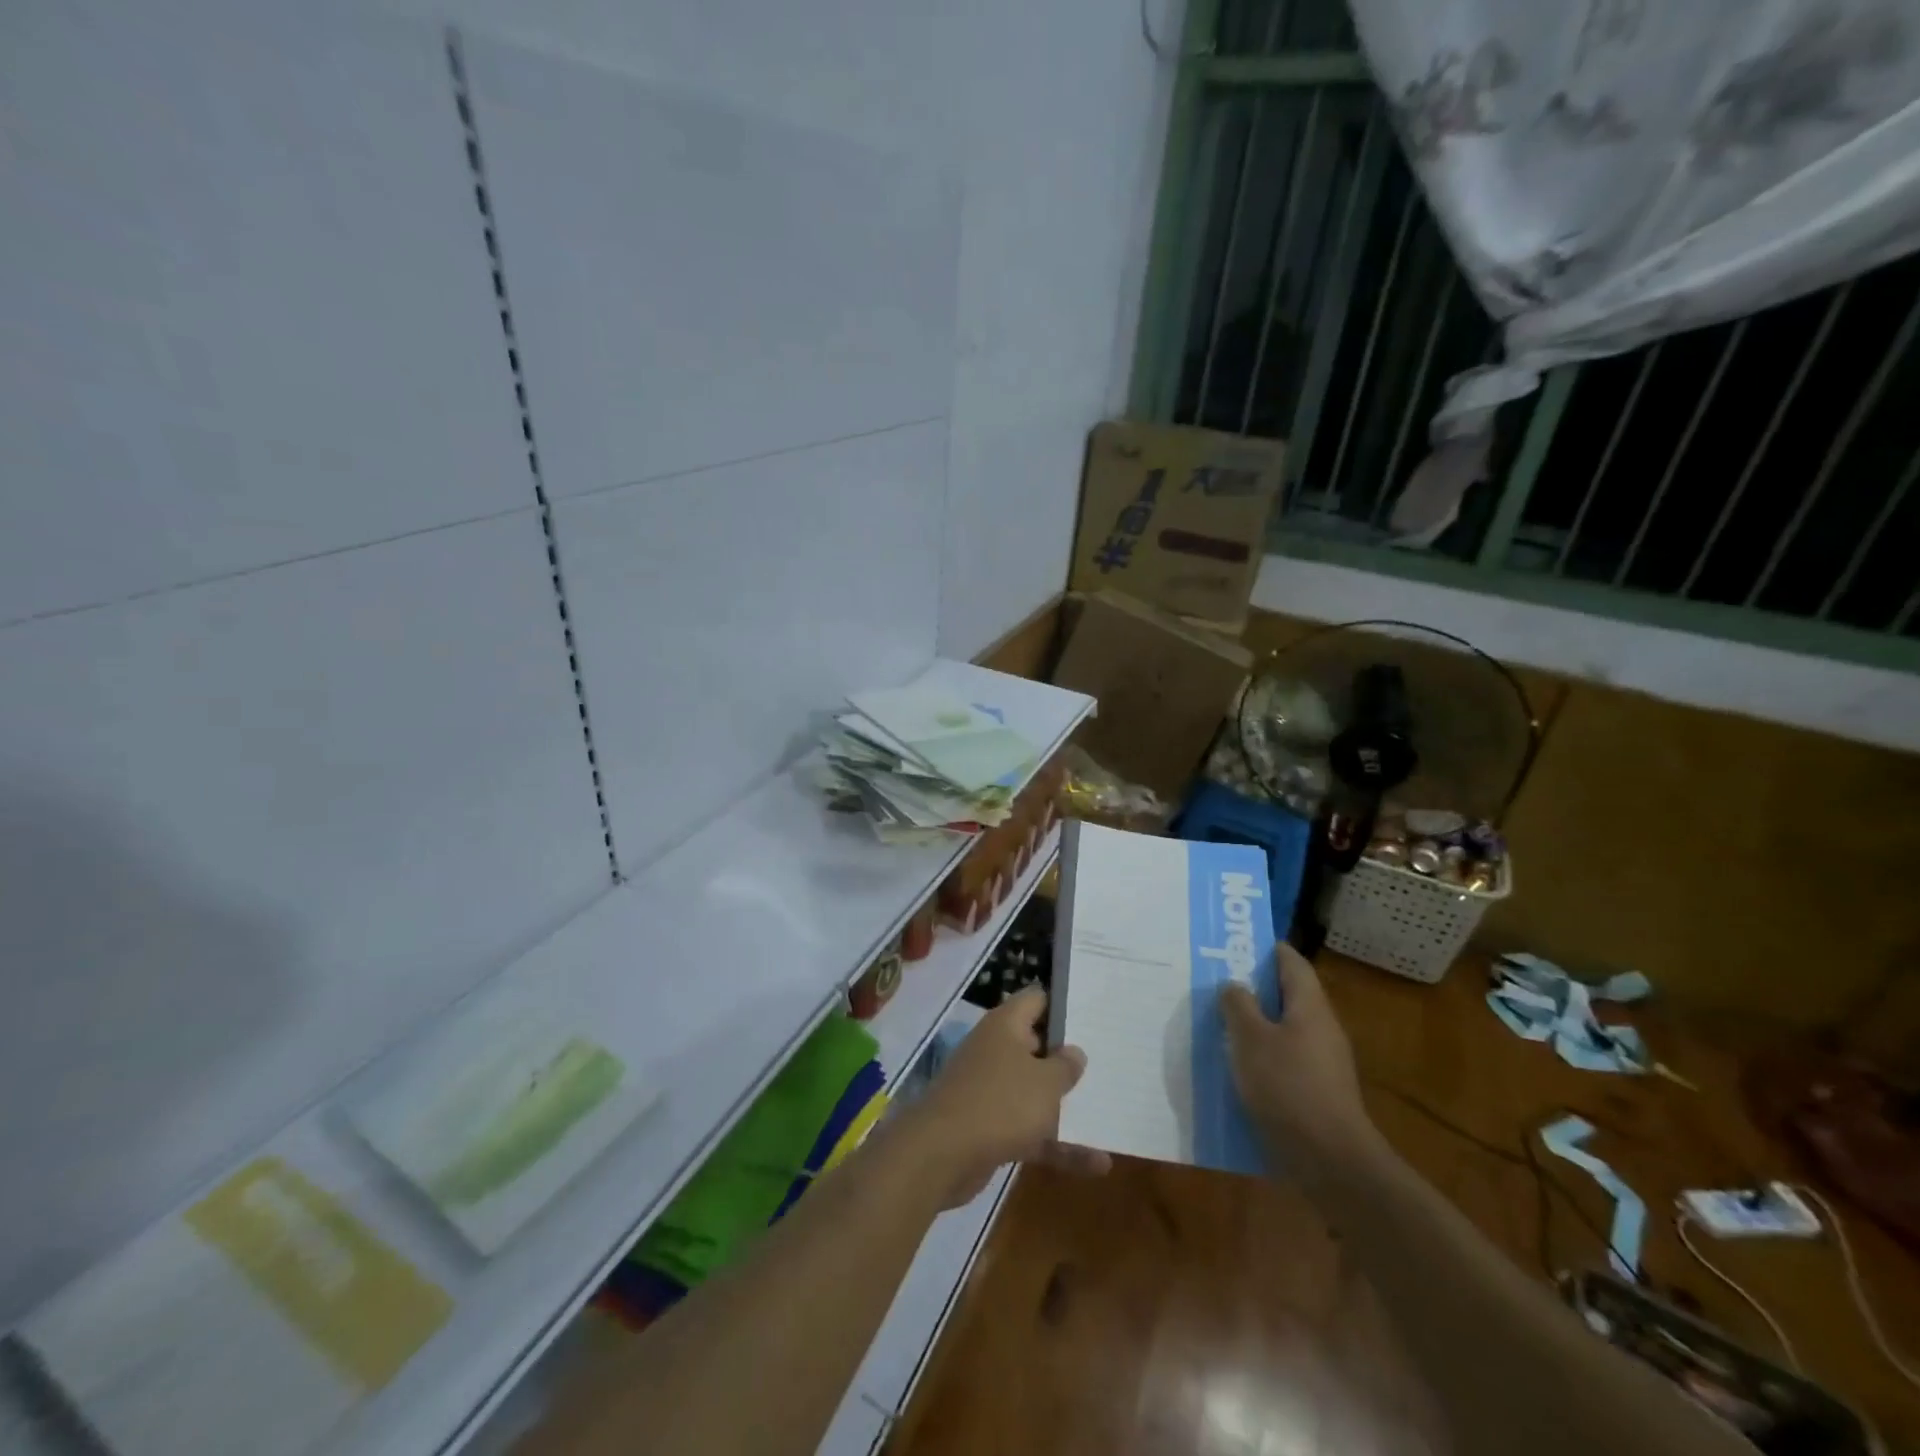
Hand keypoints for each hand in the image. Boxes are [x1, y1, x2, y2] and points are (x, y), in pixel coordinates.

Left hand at [902, 986, 1109, 1207]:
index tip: (1094, 1015)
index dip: (1063, 1004)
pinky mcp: (988, 1126)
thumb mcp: (1046, 1082)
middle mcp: (995, 1050)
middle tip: (1107, 1062)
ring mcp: (990, 1089)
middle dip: (1067, 1057)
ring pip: (1033, 1091)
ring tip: (1108, 1111)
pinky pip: (1030, 1129)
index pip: (1036, 1000)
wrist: (942, 1154)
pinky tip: (1096, 1164)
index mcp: (1005, 1025)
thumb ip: (1065, 1066)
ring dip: (1065, 1105)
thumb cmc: (1001, 1103)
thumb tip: (1074, 1051)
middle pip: (1036, 1046)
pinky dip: (1056, 1144)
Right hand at [1221, 944, 1378, 1164]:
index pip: (1292, 962)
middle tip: (1217, 984)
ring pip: (1284, 1030)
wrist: (1330, 1161)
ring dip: (1255, 1025)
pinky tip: (1236, 1068)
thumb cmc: (1287, 1087)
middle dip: (1254, 988)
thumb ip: (1238, 1006)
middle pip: (1288, 996)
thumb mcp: (1250, 1039)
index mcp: (1310, 1007)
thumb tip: (1234, 985)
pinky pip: (1285, 1060)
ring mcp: (1323, 1063)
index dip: (1267, 949)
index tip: (1236, 944)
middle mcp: (1321, 1028)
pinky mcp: (1317, 1093)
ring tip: (1218, 1024)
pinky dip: (1261, 1056)